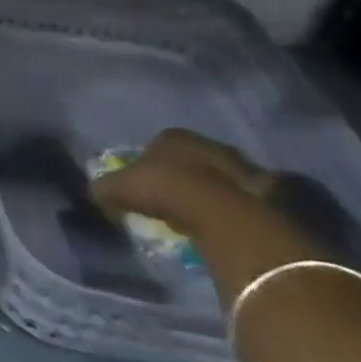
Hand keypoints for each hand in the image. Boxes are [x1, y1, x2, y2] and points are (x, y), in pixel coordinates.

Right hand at [91, 128, 274, 235]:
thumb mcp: (120, 188)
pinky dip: (228, 209)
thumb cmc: (165, 189)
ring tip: (194, 216)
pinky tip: (218, 225)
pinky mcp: (265, 192)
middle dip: (180, 176)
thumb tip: (95, 192)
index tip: (142, 185)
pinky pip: (238, 199)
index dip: (147, 165)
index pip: (156, 145)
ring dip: (206, 193)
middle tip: (168, 200)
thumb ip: (105, 187)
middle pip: (189, 160)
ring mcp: (241, 166)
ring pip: (216, 178)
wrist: (222, 213)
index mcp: (174, 136)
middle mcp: (208, 144)